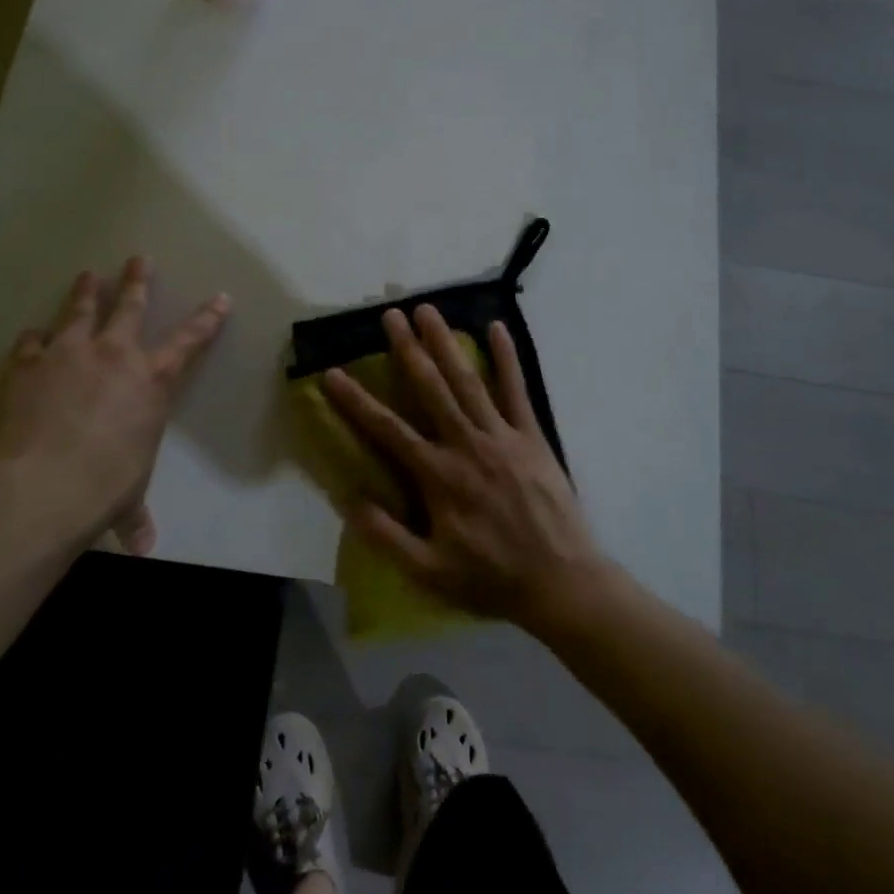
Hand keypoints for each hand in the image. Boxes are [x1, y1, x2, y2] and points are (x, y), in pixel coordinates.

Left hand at [0, 257, 229, 553]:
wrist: (47, 484)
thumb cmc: (106, 486)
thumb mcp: (128, 498)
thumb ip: (134, 517)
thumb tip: (142, 550)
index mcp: (152, 381)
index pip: (190, 341)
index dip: (207, 318)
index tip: (220, 297)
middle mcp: (115, 356)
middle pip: (130, 307)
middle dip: (137, 281)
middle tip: (138, 258)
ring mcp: (70, 354)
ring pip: (81, 310)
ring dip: (85, 291)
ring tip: (88, 273)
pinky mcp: (30, 364)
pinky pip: (33, 342)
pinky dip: (34, 339)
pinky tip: (33, 336)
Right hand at [322, 305, 606, 628]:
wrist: (560, 582)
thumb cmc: (490, 578)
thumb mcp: (428, 571)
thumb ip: (386, 535)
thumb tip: (347, 498)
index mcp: (438, 476)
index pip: (387, 430)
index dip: (356, 401)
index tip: (333, 372)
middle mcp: (466, 445)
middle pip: (430, 388)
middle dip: (408, 349)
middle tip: (391, 313)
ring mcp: (502, 436)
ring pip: (468, 380)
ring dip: (447, 343)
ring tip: (429, 310)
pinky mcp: (532, 436)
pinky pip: (517, 390)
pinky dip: (507, 358)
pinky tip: (497, 328)